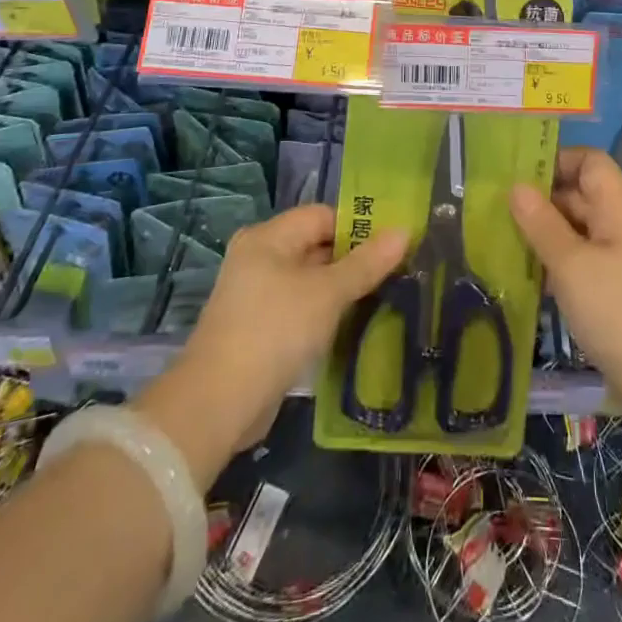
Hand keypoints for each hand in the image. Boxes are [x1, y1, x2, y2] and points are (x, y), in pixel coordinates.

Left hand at [134, 206, 406, 484]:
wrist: (217, 405)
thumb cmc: (275, 331)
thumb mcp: (328, 293)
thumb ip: (366, 263)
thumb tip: (404, 231)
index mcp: (268, 237)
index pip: (323, 216)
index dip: (359, 227)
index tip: (394, 244)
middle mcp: (258, 258)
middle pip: (316, 246)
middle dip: (354, 259)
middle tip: (396, 271)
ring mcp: (256, 296)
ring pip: (310, 281)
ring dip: (341, 290)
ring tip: (383, 297)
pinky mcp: (258, 329)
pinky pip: (300, 308)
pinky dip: (324, 314)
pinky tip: (352, 325)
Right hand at [509, 147, 621, 410]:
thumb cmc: (615, 309)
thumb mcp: (569, 264)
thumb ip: (540, 222)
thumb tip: (516, 186)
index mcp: (619, 205)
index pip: (589, 160)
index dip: (556, 160)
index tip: (518, 175)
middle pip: (581, 192)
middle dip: (542, 198)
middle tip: (498, 210)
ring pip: (578, 226)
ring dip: (545, 231)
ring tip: (504, 240)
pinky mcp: (617, 283)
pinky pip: (582, 255)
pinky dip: (557, 258)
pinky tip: (529, 274)